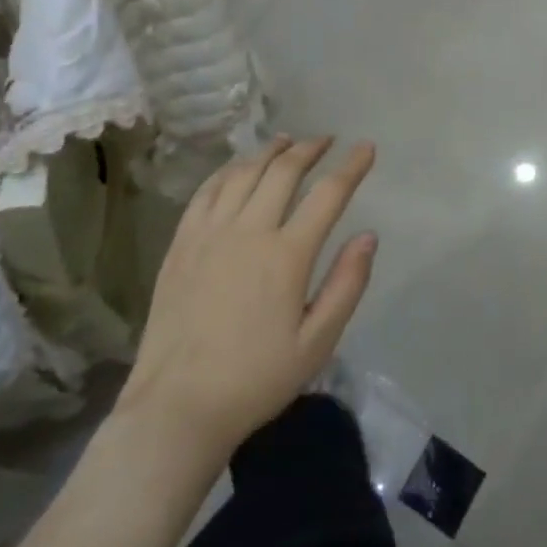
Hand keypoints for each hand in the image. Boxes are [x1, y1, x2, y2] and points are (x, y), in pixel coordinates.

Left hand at [120, 136, 377, 460]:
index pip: (328, 194)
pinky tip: (237, 168)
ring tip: (286, 141)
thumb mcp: (317, 342)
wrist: (178, 406)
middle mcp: (248, 231)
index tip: (366, 148)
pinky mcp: (181, 244)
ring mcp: (209, 234)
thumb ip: (347, 284)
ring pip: (243, 173)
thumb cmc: (256, 379)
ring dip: (269, 151)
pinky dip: (228, 171)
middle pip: (283, 172)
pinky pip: (206, 192)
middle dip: (310, 149)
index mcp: (287, 256)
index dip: (351, 166)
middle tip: (326, 140)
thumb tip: (368, 236)